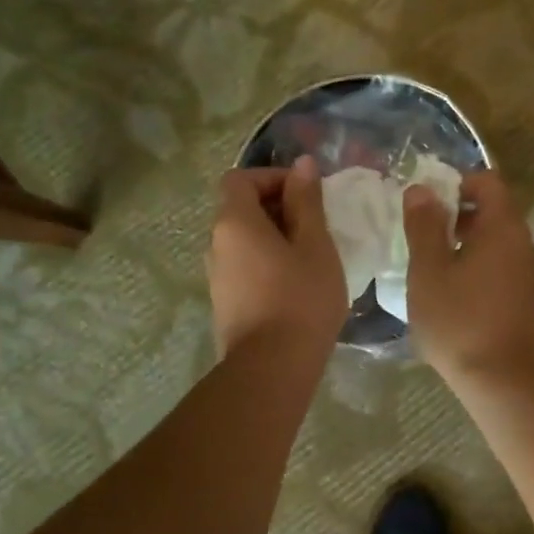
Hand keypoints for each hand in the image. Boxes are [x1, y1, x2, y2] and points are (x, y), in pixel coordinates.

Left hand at [208, 158, 348, 358]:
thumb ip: (307, 201)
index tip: (307, 194)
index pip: (241, 178)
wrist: (272, 368)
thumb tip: (302, 165)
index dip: (273, 177)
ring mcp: (216, 276)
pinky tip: (296, 285)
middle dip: (279, 207)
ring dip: (276, 237)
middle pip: (240, 209)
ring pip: (244, 241)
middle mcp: (216, 244)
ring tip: (311, 256)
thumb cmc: (301, 298)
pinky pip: (245, 267)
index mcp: (234, 222)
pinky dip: (268, 263)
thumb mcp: (315, 245)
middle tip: (317, 226)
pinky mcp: (225, 303)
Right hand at [402, 171, 533, 387]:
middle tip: (422, 237)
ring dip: (465, 243)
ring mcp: (530, 273)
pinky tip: (453, 295)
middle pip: (493, 210)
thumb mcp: (429, 272)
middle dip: (456, 214)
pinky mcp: (528, 299)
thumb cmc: (460, 322)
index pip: (488, 181)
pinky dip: (477, 266)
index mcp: (504, 228)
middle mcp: (524, 244)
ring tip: (432, 268)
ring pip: (496, 241)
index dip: (457, 182)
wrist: (505, 384)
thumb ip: (424, 226)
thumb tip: (422, 189)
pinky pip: (501, 266)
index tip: (427, 204)